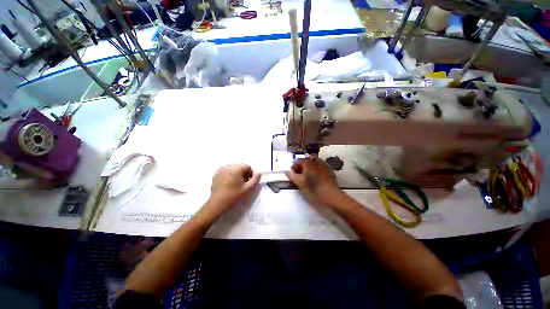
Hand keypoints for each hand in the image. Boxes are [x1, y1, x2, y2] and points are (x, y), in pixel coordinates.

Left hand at [207, 164, 260, 214]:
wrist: (217, 204)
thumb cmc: (233, 196)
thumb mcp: (247, 189)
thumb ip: (255, 180)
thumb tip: (259, 173)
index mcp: (236, 169)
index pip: (247, 166)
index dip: (251, 174)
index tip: (249, 182)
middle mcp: (228, 166)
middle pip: (240, 167)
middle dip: (244, 174)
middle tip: (244, 184)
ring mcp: (221, 170)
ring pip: (233, 169)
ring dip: (237, 174)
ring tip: (236, 184)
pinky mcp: (216, 174)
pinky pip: (226, 171)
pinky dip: (230, 175)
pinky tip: (229, 184)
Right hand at [285, 158, 342, 206]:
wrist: (331, 196)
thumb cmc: (313, 189)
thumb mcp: (300, 183)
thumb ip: (292, 175)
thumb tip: (287, 171)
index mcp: (308, 163)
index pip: (298, 161)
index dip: (294, 167)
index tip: (293, 175)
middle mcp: (316, 162)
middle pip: (305, 162)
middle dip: (301, 168)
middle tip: (299, 177)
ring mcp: (323, 166)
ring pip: (312, 166)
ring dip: (308, 170)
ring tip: (306, 179)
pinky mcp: (328, 172)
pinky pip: (319, 169)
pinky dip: (314, 172)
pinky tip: (315, 180)